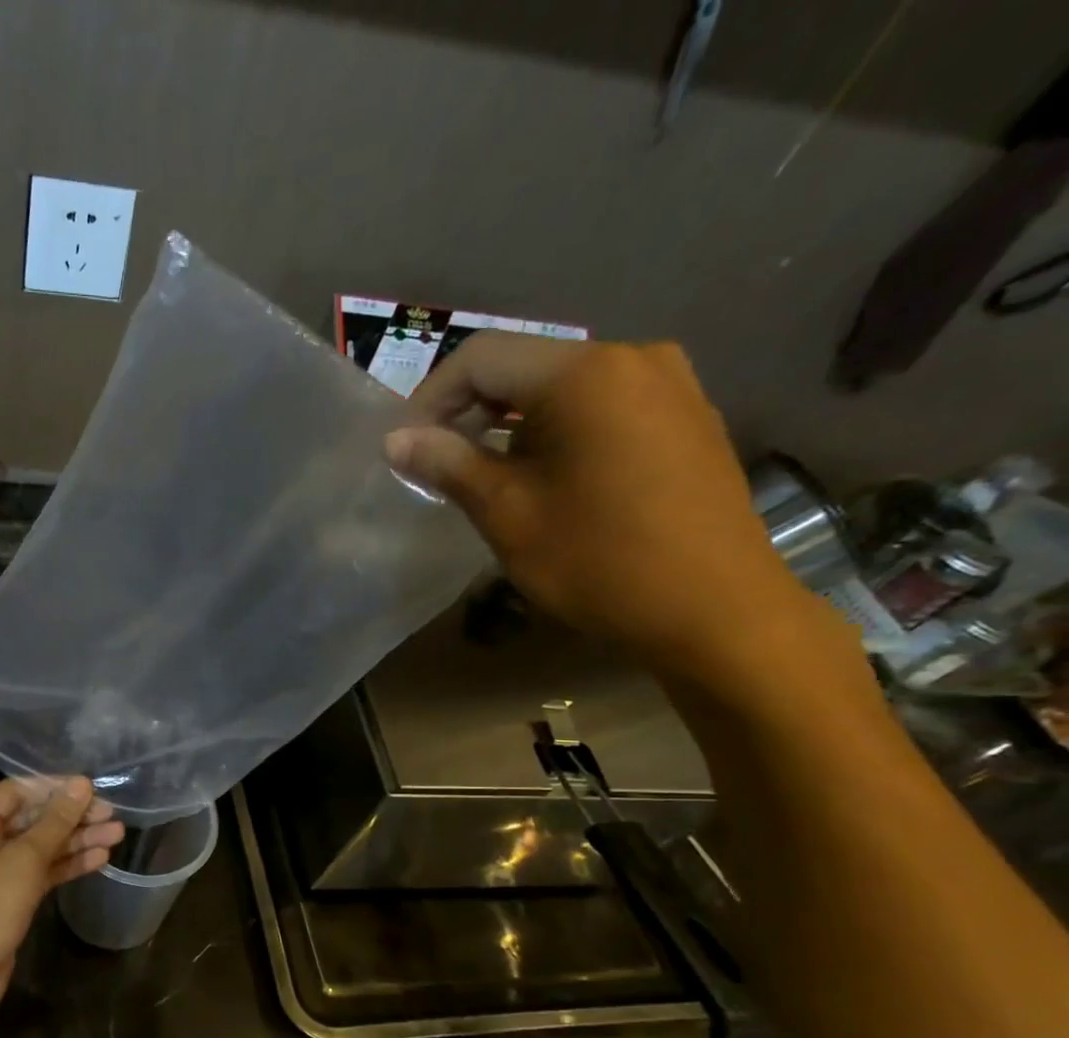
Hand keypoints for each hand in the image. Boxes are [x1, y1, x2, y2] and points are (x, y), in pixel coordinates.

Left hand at [0, 776, 123, 1025]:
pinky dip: (66, 864)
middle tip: (113, 815)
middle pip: (32, 819)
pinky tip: (100, 859)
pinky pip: (40, 871)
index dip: (57, 788)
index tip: (94, 789)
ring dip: (76, 840)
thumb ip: (56, 821)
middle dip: (73, 817)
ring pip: (40, 846)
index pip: (18, 791)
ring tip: (118, 834)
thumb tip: (82, 785)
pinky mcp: (8, 895)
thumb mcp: (25, 858)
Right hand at [384, 332, 847, 692]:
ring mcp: (669, 383)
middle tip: (438, 467)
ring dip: (512, 425)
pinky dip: (558, 431)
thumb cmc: (598, 560)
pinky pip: (602, 406)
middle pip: (525, 366)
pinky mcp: (687, 415)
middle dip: (470, 412)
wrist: (714, 608)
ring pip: (563, 387)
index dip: (430, 399)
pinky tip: (547, 478)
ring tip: (488, 478)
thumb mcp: (508, 514)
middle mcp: (631, 357)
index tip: (405, 451)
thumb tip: (396, 440)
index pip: (481, 358)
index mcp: (584, 373)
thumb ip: (448, 465)